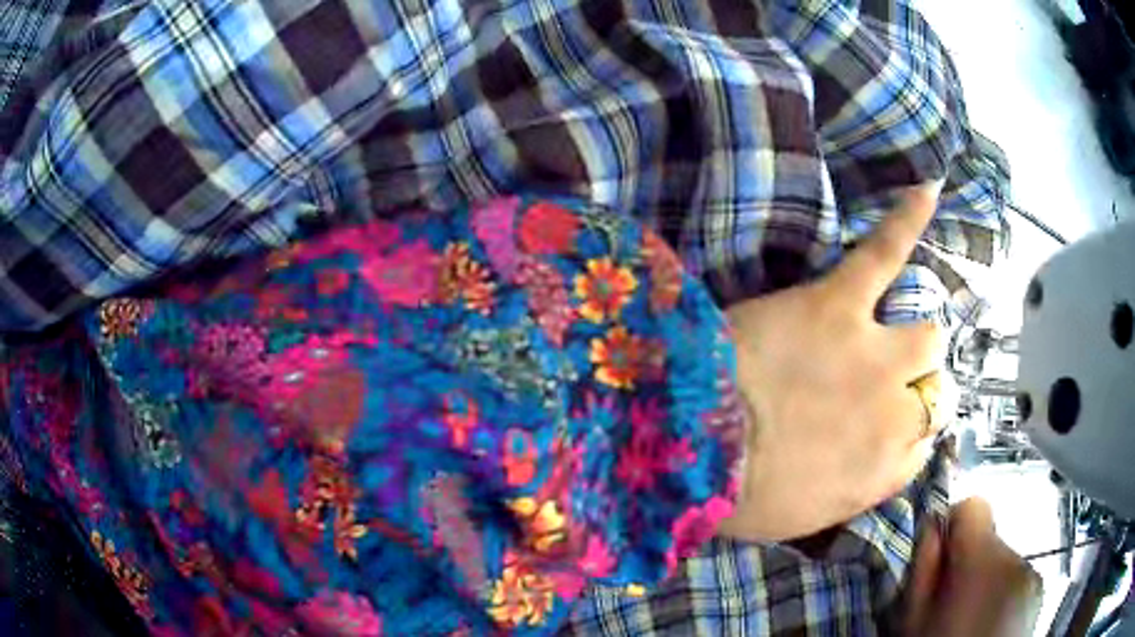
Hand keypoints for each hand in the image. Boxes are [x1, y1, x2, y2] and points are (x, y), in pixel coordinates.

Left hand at [718, 183, 949, 540]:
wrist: (691, 448)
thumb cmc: (736, 495)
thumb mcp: (801, 519)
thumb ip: (851, 492)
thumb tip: (871, 465)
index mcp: (882, 471)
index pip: (922, 446)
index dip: (905, 434)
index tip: (884, 428)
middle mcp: (896, 414)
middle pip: (936, 391)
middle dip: (919, 389)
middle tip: (884, 384)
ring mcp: (874, 352)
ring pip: (928, 335)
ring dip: (916, 339)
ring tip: (894, 331)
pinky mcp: (840, 302)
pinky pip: (884, 252)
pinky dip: (907, 220)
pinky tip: (928, 191)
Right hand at [904, 498, 1043, 636]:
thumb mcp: (915, 621)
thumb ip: (924, 570)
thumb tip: (932, 527)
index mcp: (983, 561)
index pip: (972, 507)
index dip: (952, 529)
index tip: (940, 561)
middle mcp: (1016, 558)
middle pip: (990, 539)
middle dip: (970, 566)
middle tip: (951, 609)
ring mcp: (1033, 576)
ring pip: (1004, 563)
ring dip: (988, 584)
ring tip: (972, 623)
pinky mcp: (1039, 592)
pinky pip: (1018, 581)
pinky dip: (1003, 597)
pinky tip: (990, 628)